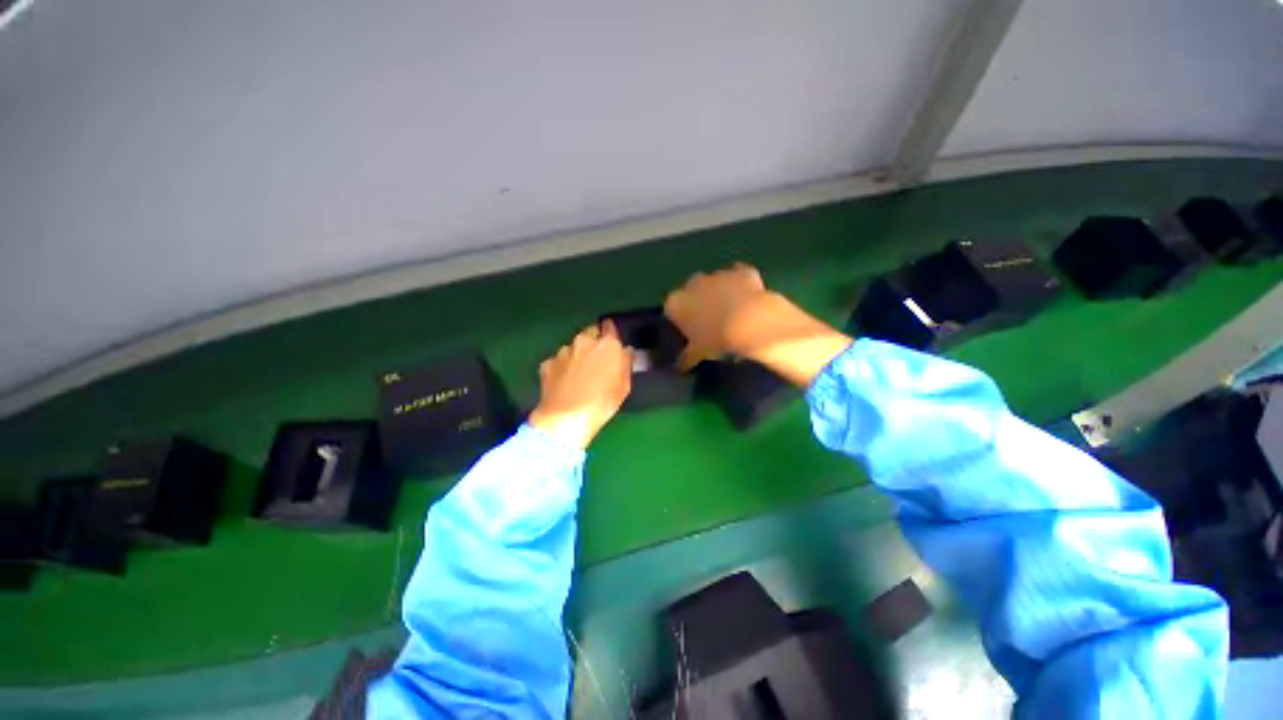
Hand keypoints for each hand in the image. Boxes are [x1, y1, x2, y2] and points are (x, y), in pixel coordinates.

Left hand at [529, 321, 633, 448]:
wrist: (567, 417)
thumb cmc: (603, 402)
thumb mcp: (624, 385)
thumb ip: (626, 363)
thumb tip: (626, 350)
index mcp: (607, 344)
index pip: (610, 327)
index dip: (611, 333)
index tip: (612, 341)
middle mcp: (584, 341)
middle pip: (590, 333)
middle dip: (593, 342)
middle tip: (596, 360)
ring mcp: (563, 351)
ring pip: (573, 347)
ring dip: (577, 355)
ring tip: (578, 375)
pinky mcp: (547, 363)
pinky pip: (558, 361)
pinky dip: (561, 368)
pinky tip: (564, 383)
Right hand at [663, 262, 770, 368]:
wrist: (751, 323)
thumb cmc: (716, 340)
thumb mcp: (698, 354)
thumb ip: (686, 358)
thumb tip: (679, 366)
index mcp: (676, 302)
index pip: (671, 311)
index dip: (680, 322)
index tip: (690, 334)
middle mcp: (692, 283)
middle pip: (691, 293)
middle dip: (698, 304)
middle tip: (710, 324)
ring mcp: (717, 274)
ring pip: (715, 284)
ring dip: (720, 294)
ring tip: (733, 314)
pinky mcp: (741, 270)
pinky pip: (738, 277)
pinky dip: (742, 285)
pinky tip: (749, 300)